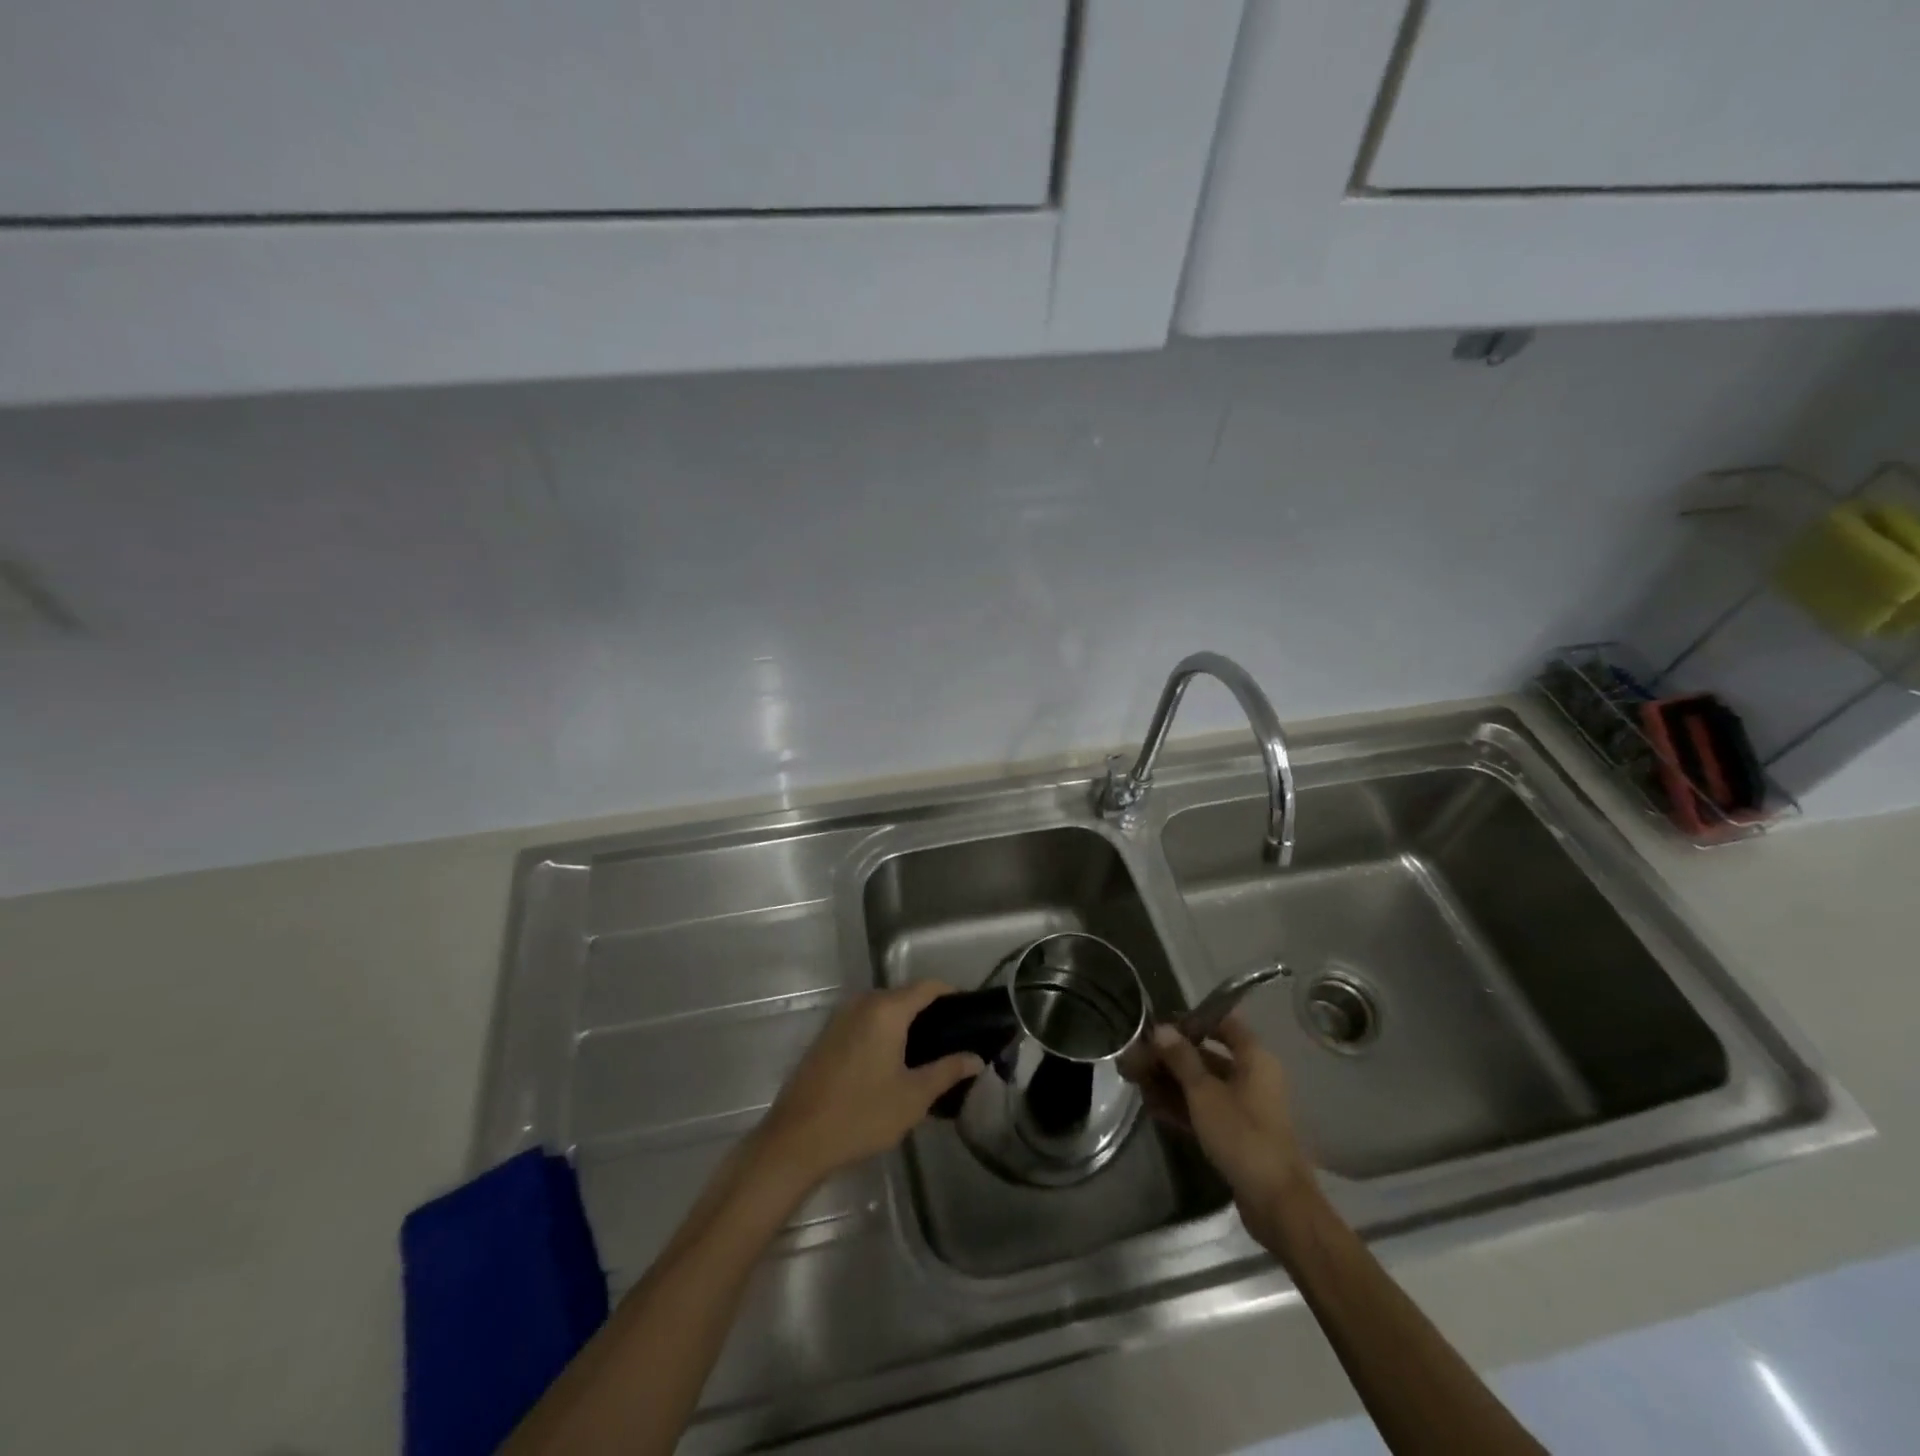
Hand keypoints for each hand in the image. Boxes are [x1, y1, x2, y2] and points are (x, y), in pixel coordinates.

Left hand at [753, 982, 983, 1191]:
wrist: (797, 1140)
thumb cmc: (862, 1115)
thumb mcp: (913, 1097)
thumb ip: (948, 1071)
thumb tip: (976, 1058)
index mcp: (886, 1010)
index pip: (927, 986)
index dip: (951, 994)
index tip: (970, 1014)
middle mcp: (862, 1003)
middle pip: (904, 996)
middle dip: (929, 1013)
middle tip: (952, 1041)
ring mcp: (840, 1018)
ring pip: (882, 1010)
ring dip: (904, 1024)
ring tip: (927, 1054)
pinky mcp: (827, 1036)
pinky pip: (864, 1022)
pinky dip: (882, 1033)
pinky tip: (892, 1062)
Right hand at [1127, 1014, 1313, 1252]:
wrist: (1277, 1203)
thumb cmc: (1242, 1135)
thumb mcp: (1205, 1093)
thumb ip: (1181, 1058)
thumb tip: (1161, 1028)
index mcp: (1254, 1059)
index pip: (1223, 1023)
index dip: (1192, 1020)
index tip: (1160, 1025)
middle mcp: (1252, 1077)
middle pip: (1208, 1056)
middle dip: (1171, 1056)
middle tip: (1136, 1058)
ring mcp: (1245, 1107)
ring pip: (1203, 1085)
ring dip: (1171, 1082)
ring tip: (1136, 1082)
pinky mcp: (1237, 1134)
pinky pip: (1206, 1110)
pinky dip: (1182, 1106)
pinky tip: (1152, 1108)